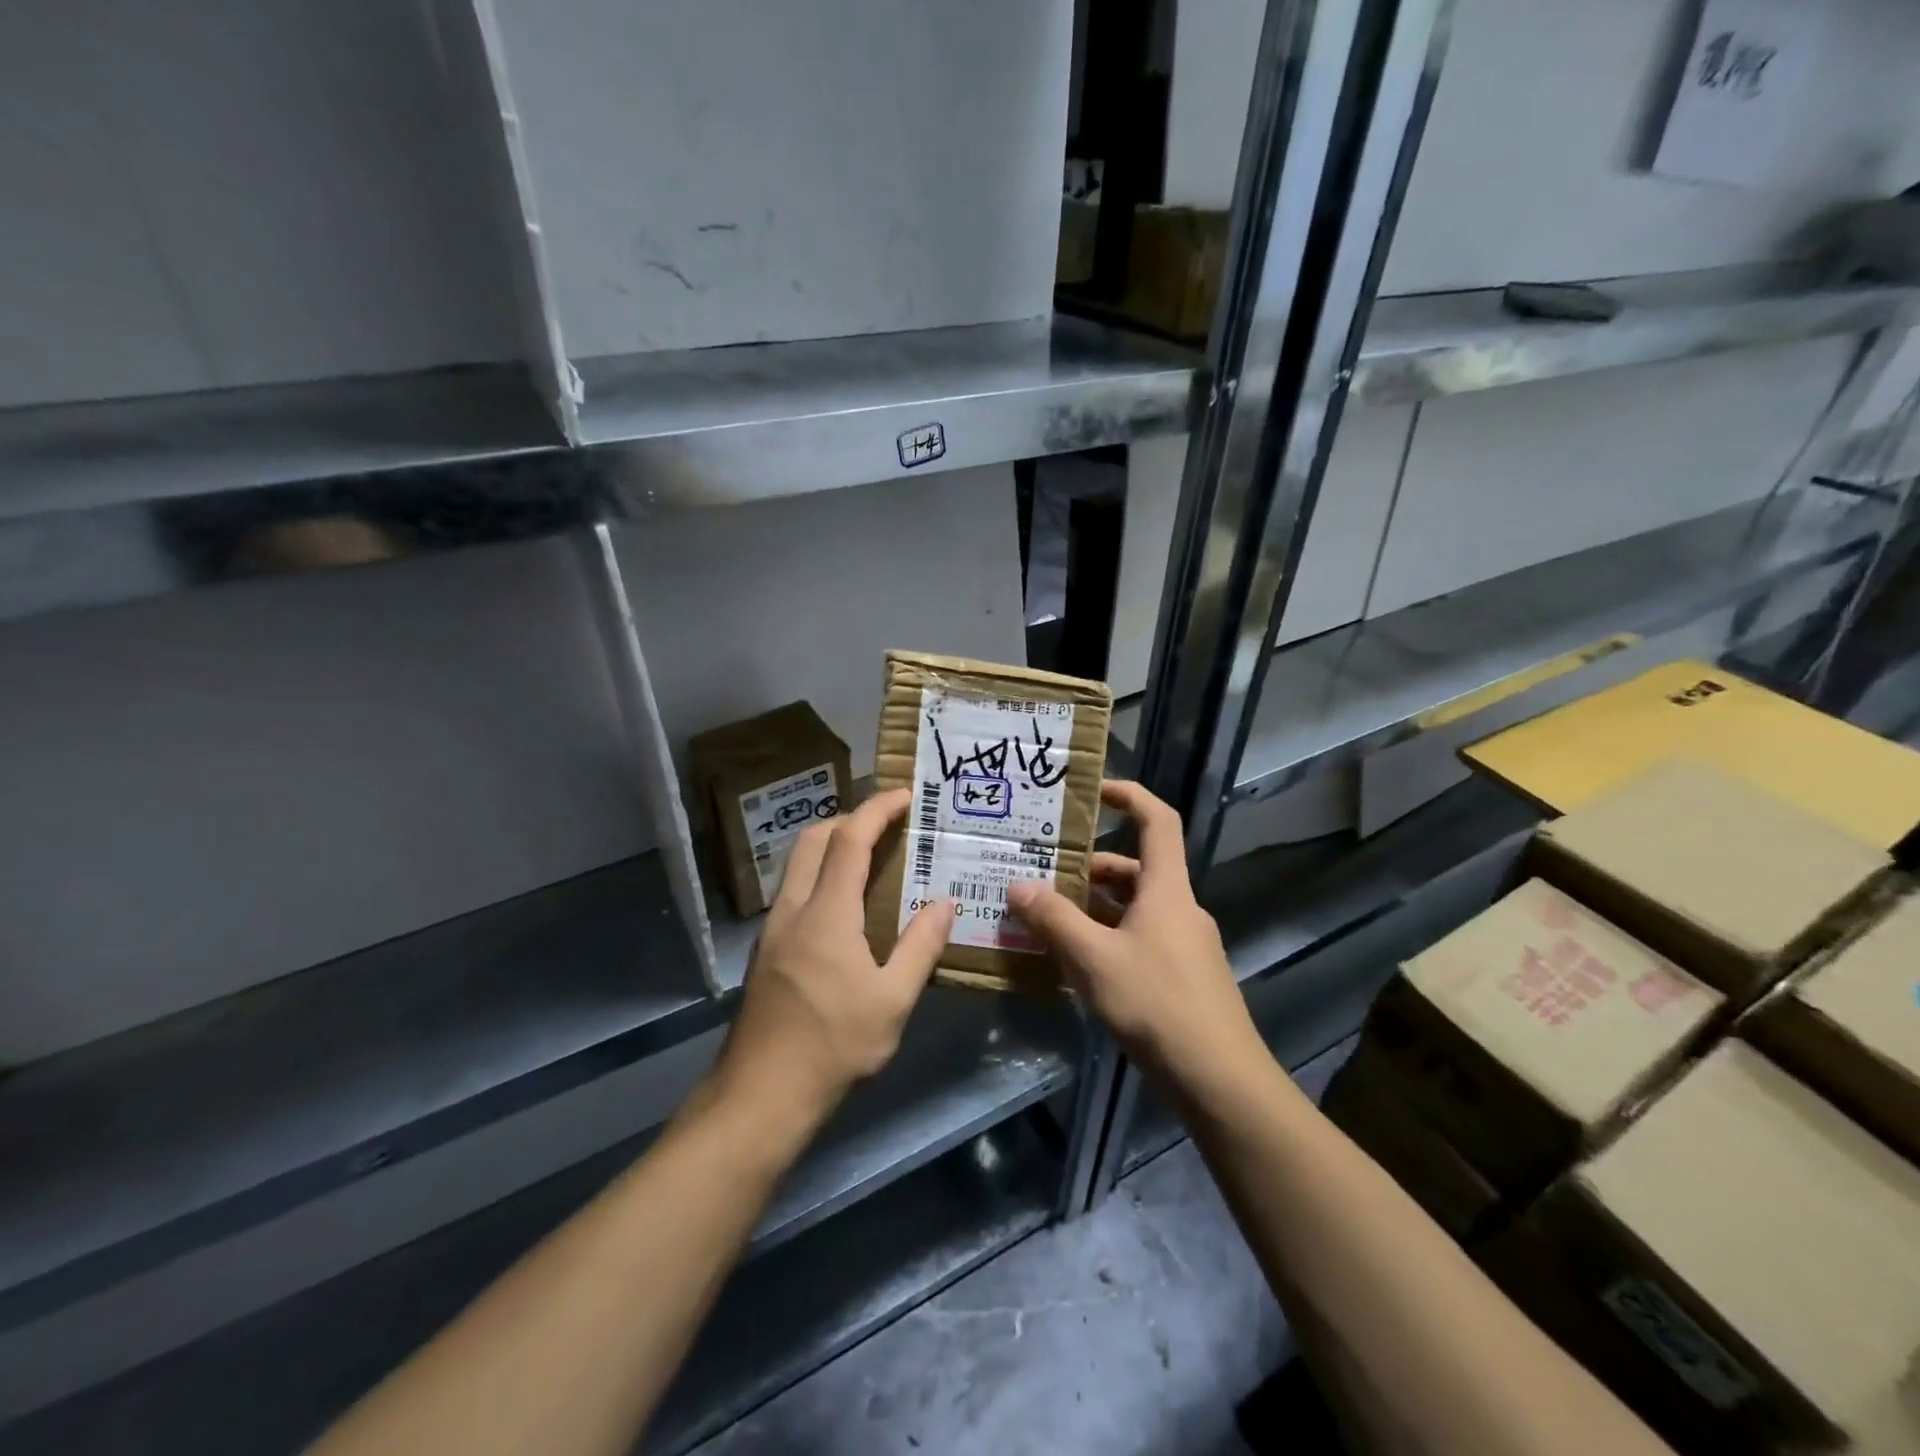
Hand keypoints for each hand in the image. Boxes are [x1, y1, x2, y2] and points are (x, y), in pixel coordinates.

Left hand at [715, 788, 955, 1120]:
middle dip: (850, 818)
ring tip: (871, 857)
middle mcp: (793, 909)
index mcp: (826, 914)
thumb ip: (921, 946)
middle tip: (888, 823)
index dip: (877, 809)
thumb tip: (944, 903)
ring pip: (798, 863)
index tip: (905, 795)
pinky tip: (845, 905)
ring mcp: (773, 929)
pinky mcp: (766, 950)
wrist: (760, 1095)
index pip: (849, 839)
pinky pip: (794, 890)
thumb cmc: (833, 1047)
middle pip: (814, 839)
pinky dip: (821, 874)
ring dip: (832, 845)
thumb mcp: (893, 1001)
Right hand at [1008, 781, 1262, 1089]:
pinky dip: (1107, 938)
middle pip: (1135, 868)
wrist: (1219, 1078)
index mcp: (1166, 889)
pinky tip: (1075, 962)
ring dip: (1094, 907)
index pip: (1157, 820)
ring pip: (1133, 908)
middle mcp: (1178, 907)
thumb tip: (1018, 886)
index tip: (1094, 790)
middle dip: (1090, 867)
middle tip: (1044, 872)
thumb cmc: (1157, 1004)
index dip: (1130, 795)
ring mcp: (1183, 943)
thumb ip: (1055, 921)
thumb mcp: (1094, 960)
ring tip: (1048, 917)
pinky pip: (1139, 939)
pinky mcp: (1182, 975)